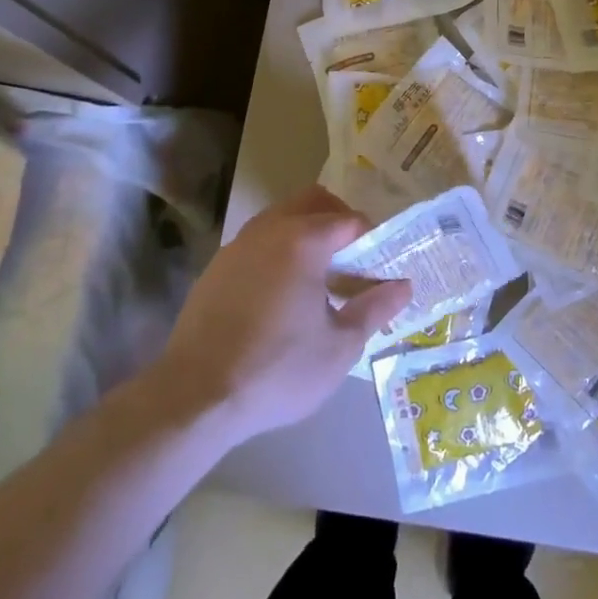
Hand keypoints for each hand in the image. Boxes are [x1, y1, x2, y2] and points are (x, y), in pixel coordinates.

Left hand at [157, 184, 412, 442]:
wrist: (194, 397)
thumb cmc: (277, 370)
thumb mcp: (340, 347)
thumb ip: (375, 308)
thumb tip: (403, 285)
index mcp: (304, 240)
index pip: (350, 220)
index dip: (373, 239)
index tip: (379, 268)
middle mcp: (270, 229)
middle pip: (314, 201)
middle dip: (339, 220)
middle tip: (353, 261)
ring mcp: (238, 244)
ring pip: (282, 216)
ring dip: (306, 232)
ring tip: (319, 277)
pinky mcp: (217, 266)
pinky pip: (258, 241)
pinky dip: (278, 250)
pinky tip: (281, 294)